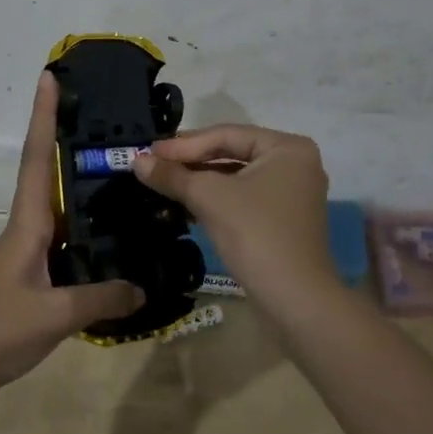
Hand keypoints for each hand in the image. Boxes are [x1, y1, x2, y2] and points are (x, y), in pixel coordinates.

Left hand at [0, 73, 143, 404]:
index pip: (36, 159)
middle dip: (68, 142)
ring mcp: (26, 256)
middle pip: (48, 176)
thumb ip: (101, 299)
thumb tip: (143, 289)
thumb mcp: (55, 316)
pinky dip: (87, 235)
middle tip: (107, 121)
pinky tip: (112, 244)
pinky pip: (65, 245)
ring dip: (82, 189)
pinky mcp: (30, 280)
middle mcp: (26, 231)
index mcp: (27, 225)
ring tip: (123, 176)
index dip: (43, 117)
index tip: (48, 78)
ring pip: (60, 212)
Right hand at [132, 125, 336, 303]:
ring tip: (163, 183)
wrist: (294, 299)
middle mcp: (295, 163)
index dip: (184, 144)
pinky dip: (216, 200)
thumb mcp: (209, 198)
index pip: (227, 134)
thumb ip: (173, 175)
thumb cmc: (255, 234)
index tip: (149, 152)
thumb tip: (137, 161)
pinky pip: (244, 198)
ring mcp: (292, 193)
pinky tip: (185, 206)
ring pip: (236, 178)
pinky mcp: (283, 219)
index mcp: (287, 147)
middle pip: (232, 153)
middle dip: (191, 161)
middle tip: (153, 165)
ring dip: (200, 181)